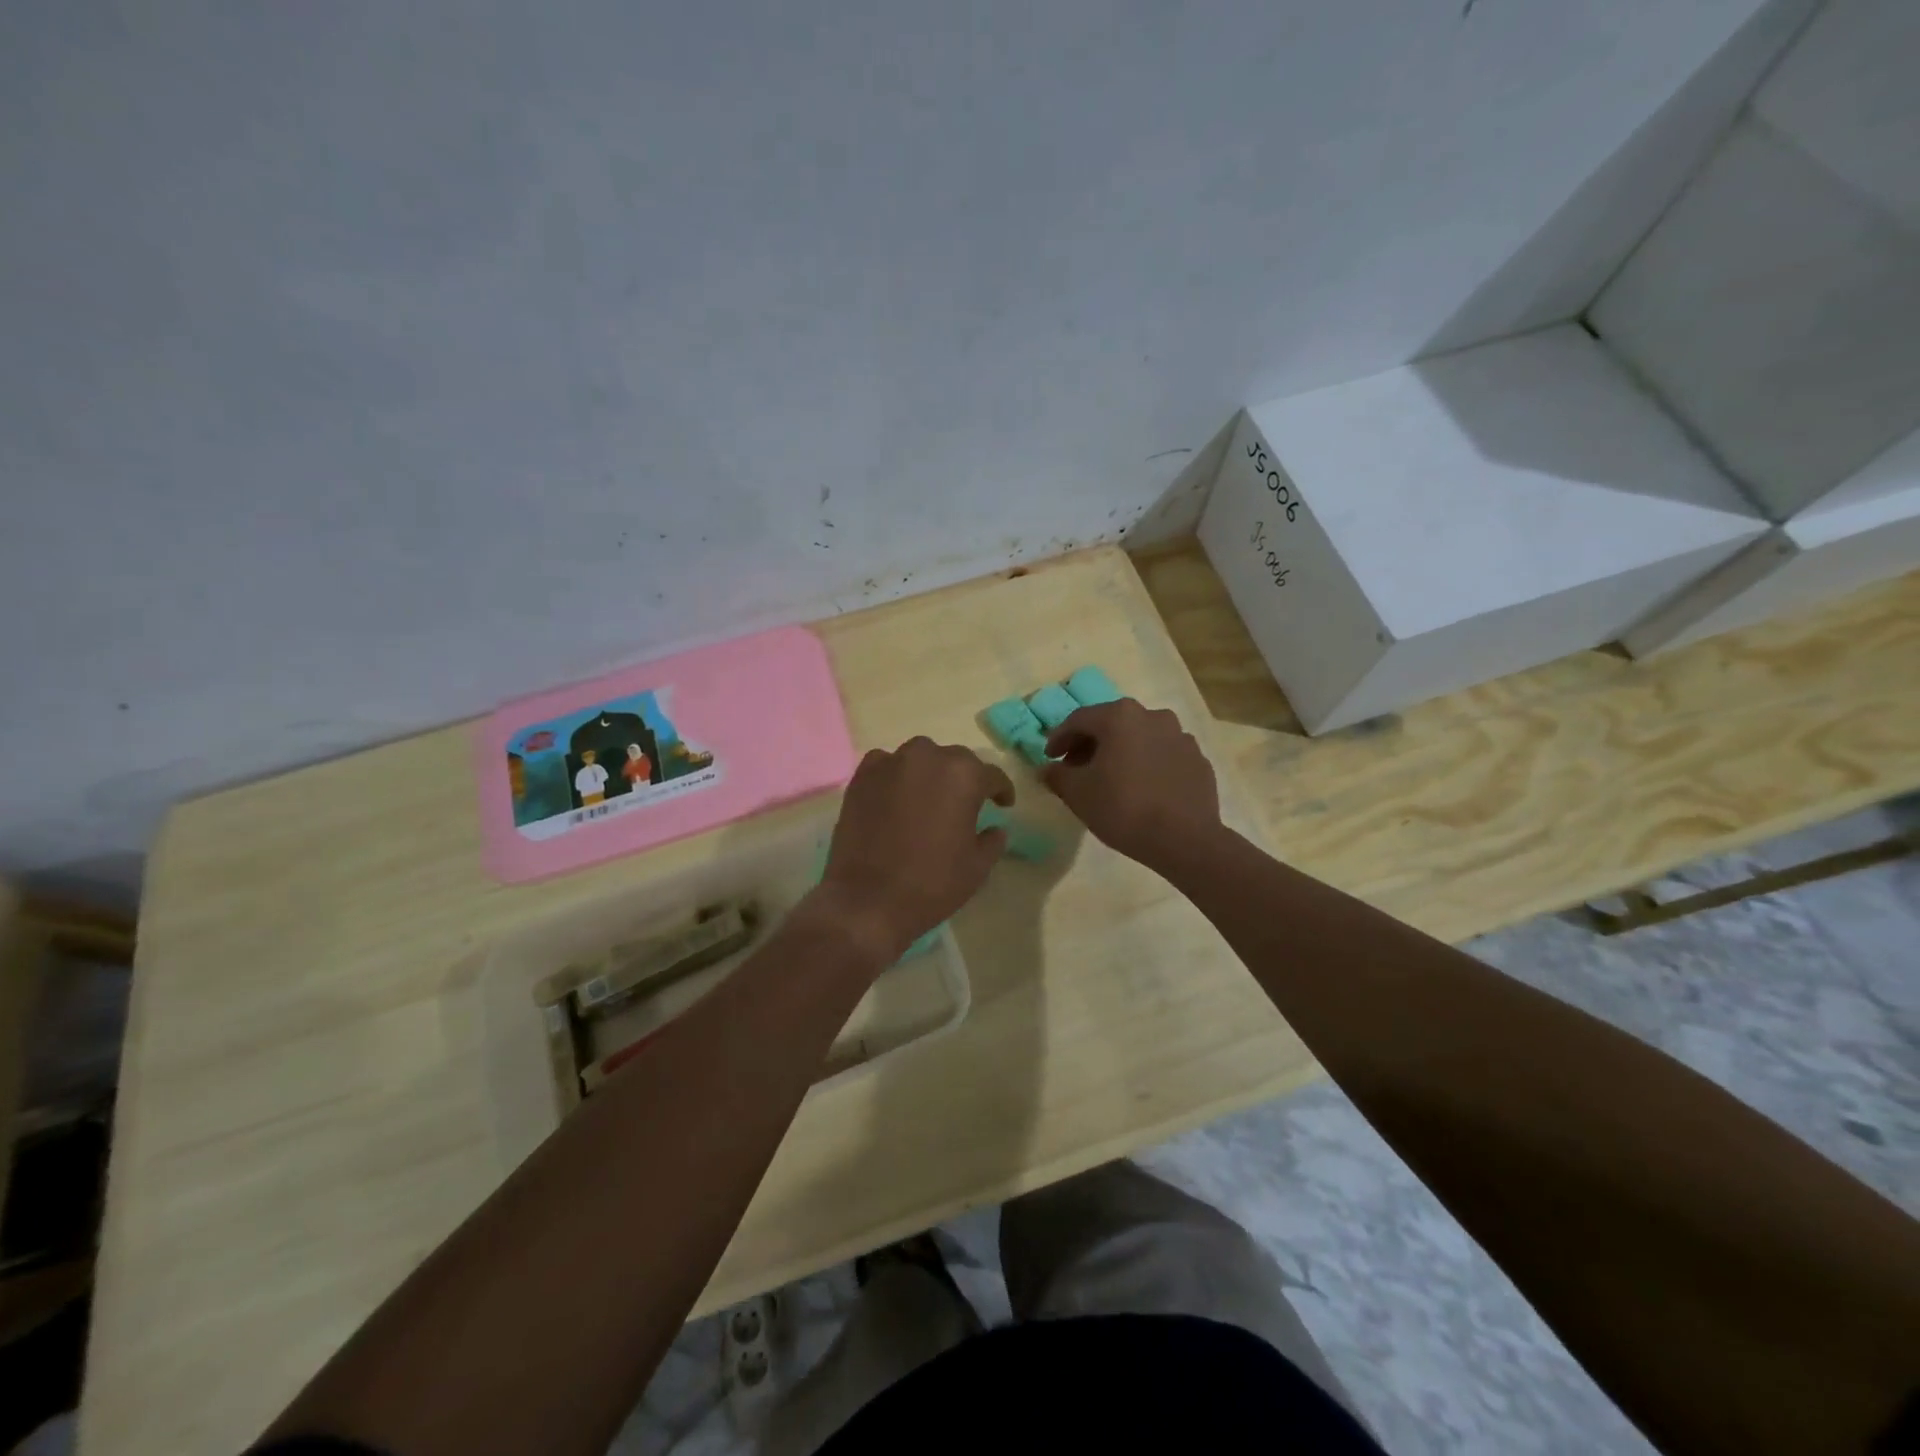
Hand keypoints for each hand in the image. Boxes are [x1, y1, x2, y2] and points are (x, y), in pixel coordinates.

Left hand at [814, 738, 1013, 965]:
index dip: (1000, 790)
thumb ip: (992, 841)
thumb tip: (996, 829)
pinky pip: (886, 765)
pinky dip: (895, 776)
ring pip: (920, 757)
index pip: (991, 775)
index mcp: (963, 775)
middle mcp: (928, 757)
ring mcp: (890, 763)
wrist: (868, 901)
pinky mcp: (862, 777)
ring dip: (929, 773)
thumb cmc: (931, 884)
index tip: (1003, 804)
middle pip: (955, 760)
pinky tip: (895, 797)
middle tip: (964, 804)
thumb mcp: (977, 867)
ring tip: (928, 798)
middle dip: (964, 779)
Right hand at [1042, 699, 1220, 867]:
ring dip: (1121, 752)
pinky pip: (1163, 755)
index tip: (1050, 758)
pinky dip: (1147, 764)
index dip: (1059, 738)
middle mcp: (1153, 716)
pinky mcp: (1198, 759)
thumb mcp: (1078, 793)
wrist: (1184, 839)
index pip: (1079, 720)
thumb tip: (1048, 769)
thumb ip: (1058, 776)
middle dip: (1091, 744)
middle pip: (1112, 724)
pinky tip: (1142, 788)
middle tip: (1076, 767)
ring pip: (1140, 738)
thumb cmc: (1123, 808)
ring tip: (1111, 778)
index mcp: (1120, 716)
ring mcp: (1180, 736)